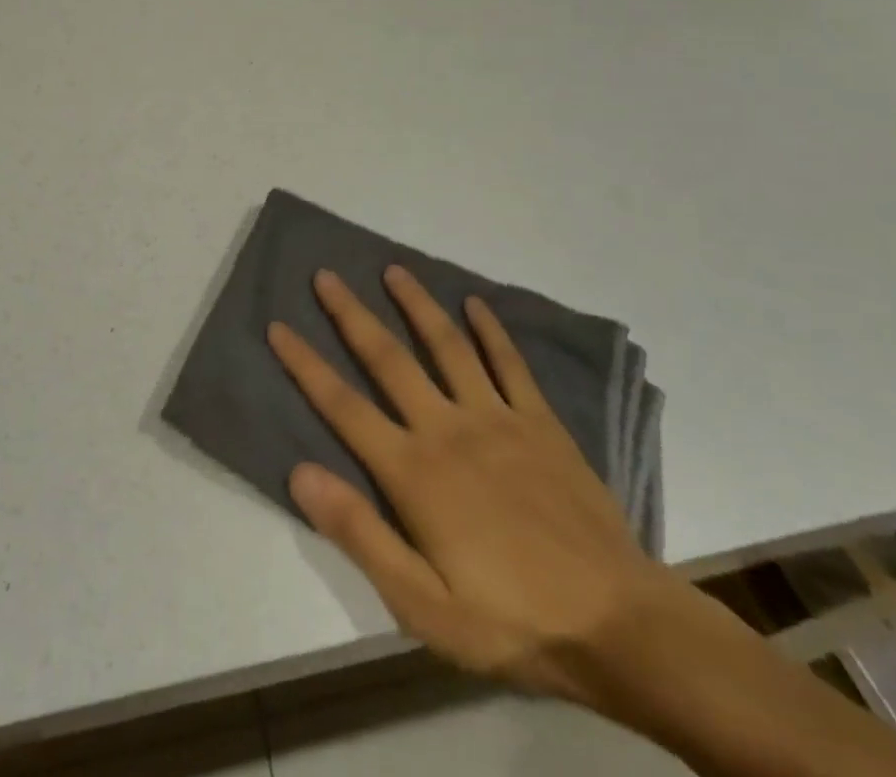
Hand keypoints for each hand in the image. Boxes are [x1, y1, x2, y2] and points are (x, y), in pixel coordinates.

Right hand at [268, 267, 681, 700]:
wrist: (616, 625)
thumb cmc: (509, 620)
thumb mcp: (421, 604)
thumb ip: (359, 533)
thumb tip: (300, 472)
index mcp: (413, 471)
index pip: (343, 406)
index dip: (306, 365)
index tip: (278, 327)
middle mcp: (448, 428)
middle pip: (388, 358)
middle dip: (351, 314)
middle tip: (326, 276)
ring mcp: (497, 418)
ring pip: (447, 345)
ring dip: (416, 304)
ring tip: (393, 270)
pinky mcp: (540, 422)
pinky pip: (510, 364)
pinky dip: (491, 330)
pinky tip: (475, 304)